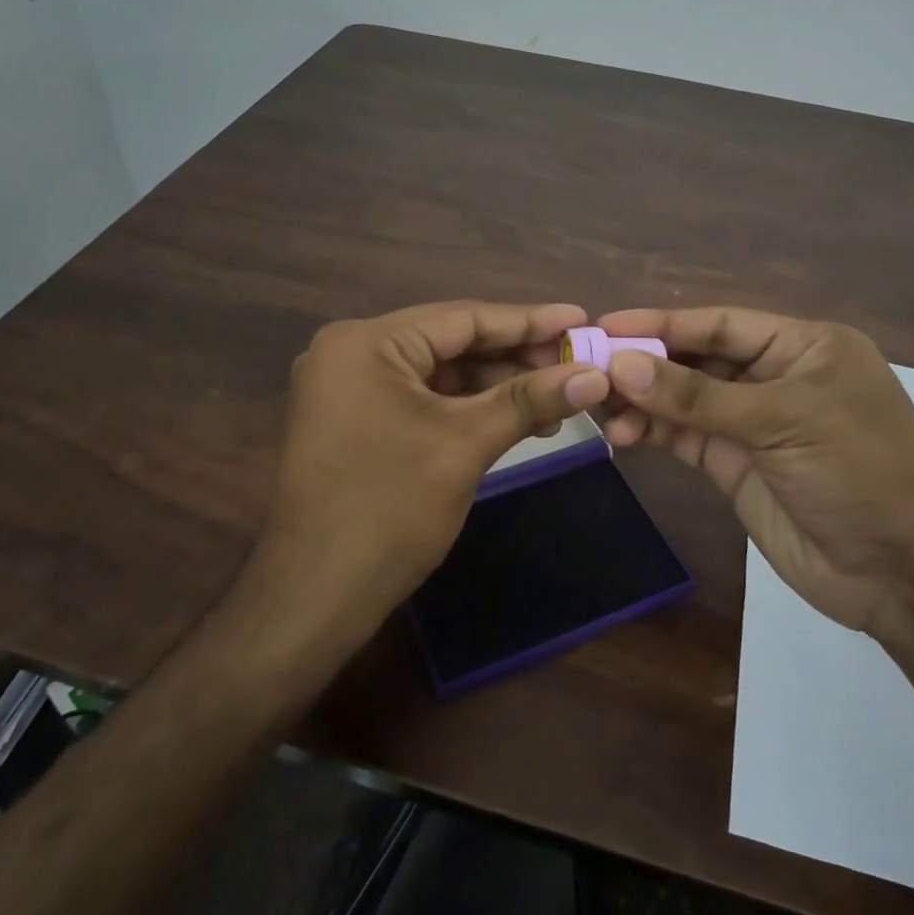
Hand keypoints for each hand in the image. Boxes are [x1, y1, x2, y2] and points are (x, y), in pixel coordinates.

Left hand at [246, 301, 610, 643]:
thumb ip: (530, 400)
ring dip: (495, 385)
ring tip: (556, 397)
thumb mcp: (466, 445)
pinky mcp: (355, 420)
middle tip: (575, 364)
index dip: (528, 321)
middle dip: (514, 357)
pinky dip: (465, 407)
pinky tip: (512, 418)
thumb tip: (596, 375)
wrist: (317, 595)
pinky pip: (420, 399)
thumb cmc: (390, 510)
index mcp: (366, 342)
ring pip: (438, 373)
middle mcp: (351, 352)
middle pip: (450, 342)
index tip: (580, 320)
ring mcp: (348, 388)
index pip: (462, 318)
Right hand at [596, 308, 913, 635]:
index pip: (721, 324)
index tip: (606, 325)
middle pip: (698, 360)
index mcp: (803, 347)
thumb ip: (697, 396)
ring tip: (597, 405)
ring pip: (685, 401)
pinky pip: (686, 439)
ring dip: (643, 401)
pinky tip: (621, 432)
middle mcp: (776, 378)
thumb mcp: (782, 421)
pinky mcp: (736, 467)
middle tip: (587, 366)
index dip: (663, 323)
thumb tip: (620, 365)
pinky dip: (653, 432)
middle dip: (645, 363)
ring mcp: (754, 426)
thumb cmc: (860, 471)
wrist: (907, 574)